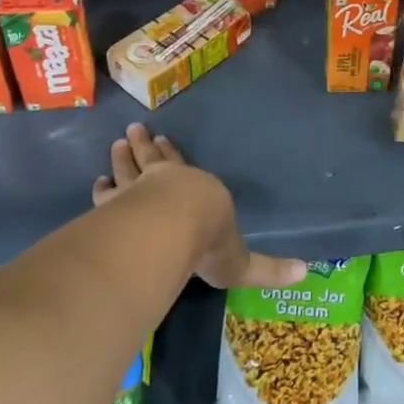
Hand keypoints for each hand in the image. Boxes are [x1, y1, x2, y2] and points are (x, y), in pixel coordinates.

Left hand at [94, 123, 306, 290]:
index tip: (163, 140)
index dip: (173, 156)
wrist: (172, 231)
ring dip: (122, 158)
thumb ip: (268, 269)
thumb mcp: (242, 261)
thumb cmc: (209, 241)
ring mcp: (136, 192)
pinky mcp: (115, 206)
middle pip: (152, 160)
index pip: (183, 169)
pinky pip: (106, 193)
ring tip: (116, 144)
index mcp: (197, 192)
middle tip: (132, 131)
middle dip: (143, 147)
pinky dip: (102, 188)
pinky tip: (97, 184)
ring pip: (128, 169)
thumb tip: (306, 272)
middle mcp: (165, 185)